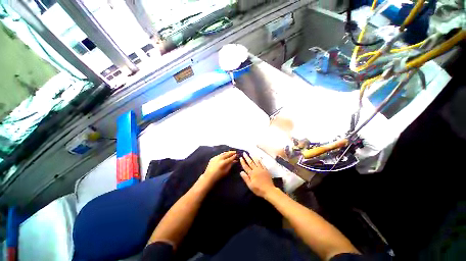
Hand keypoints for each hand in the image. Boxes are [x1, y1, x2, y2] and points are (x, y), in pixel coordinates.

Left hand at [203, 151, 236, 182]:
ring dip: (227, 152)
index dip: (234, 156)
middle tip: (235, 152)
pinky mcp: (213, 158)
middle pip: (227, 154)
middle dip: (231, 152)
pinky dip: (223, 154)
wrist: (209, 177)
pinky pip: (219, 155)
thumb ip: (230, 165)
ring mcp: (216, 157)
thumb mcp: (226, 171)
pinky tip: (224, 154)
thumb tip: (234, 161)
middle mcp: (220, 158)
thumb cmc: (218, 176)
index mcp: (224, 162)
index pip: (230, 158)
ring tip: (231, 152)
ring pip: (223, 153)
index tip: (237, 154)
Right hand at [239, 152, 275, 197]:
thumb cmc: (258, 189)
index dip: (243, 162)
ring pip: (256, 162)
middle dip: (247, 157)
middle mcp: (256, 170)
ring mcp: (261, 169)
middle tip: (244, 153)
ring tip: (250, 153)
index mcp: (251, 174)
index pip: (246, 166)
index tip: (241, 158)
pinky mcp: (266, 170)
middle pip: (250, 162)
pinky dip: (259, 160)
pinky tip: (258, 158)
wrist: (269, 190)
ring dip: (253, 157)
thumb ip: (245, 178)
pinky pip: (262, 164)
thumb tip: (241, 172)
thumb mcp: (250, 185)